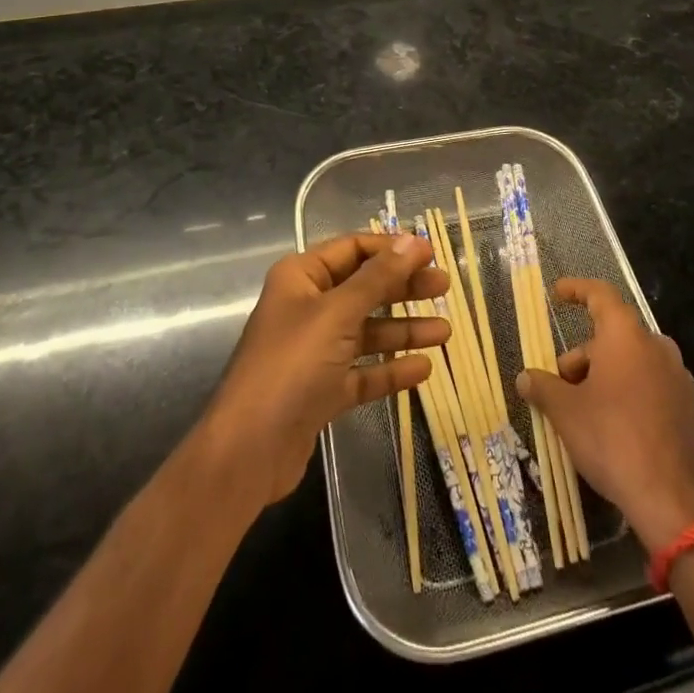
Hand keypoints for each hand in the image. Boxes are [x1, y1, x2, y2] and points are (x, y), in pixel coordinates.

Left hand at [202, 234, 450, 505]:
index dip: (392, 249)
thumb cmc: (292, 365)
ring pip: (367, 331)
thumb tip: (413, 241)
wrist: (247, 451)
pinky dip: (390, 369)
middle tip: (445, 288)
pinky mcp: (321, 390)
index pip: (353, 249)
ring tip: (445, 333)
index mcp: (302, 277)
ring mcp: (314, 351)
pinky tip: (422, 370)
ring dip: (404, 330)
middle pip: (364, 288)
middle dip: (404, 288)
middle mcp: (307, 308)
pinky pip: (363, 371)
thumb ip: (379, 278)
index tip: (431, 254)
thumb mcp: (338, 313)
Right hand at [516, 278, 693, 553]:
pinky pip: (649, 386)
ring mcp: (678, 378)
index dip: (577, 290)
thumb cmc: (613, 440)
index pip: (600, 295)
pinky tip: (612, 428)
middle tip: (560, 386)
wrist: (674, 502)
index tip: (557, 293)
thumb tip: (526, 378)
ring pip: (631, 362)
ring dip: (603, 376)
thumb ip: (543, 388)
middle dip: (583, 355)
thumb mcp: (566, 413)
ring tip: (583, 411)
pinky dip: (627, 393)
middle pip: (612, 336)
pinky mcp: (688, 409)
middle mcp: (657, 347)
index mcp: (627, 336)